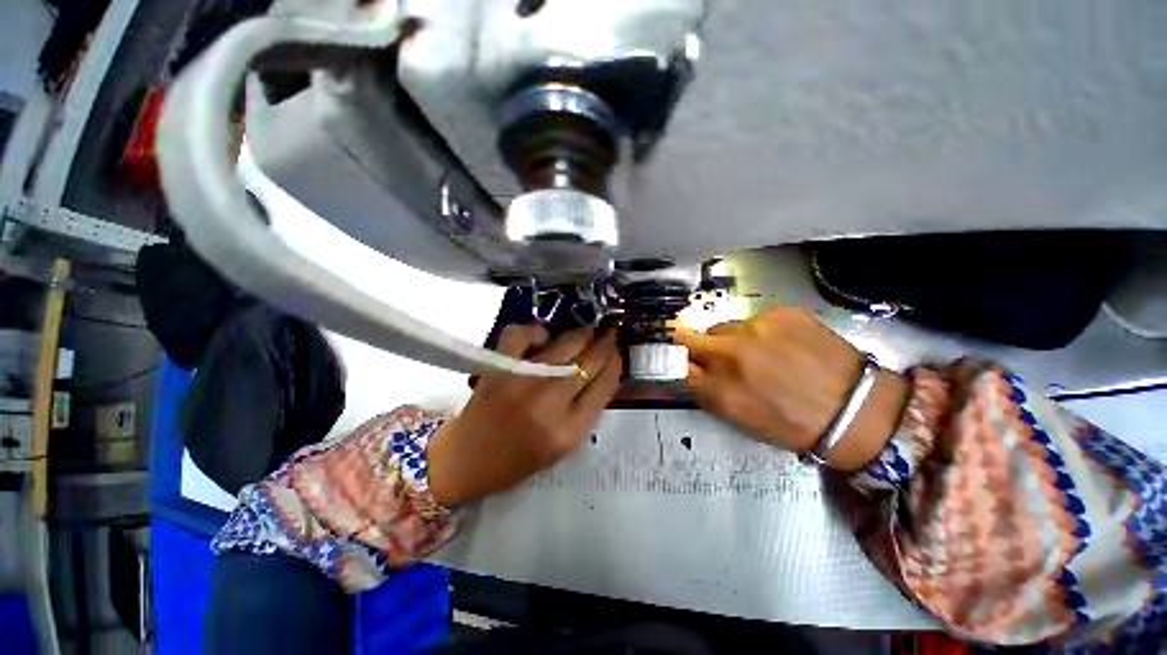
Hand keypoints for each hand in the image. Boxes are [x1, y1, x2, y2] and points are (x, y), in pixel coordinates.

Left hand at [427, 324, 621, 506]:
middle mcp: (549, 403)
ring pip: (565, 344)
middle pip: (588, 361)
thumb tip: (600, 374)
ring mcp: (522, 381)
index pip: (603, 387)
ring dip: (582, 333)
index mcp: (567, 431)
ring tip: (588, 330)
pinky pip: (523, 334)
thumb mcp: (561, 448)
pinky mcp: (498, 367)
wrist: (464, 461)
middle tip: (609, 332)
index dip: (615, 364)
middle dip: (605, 342)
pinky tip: (542, 337)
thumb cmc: (515, 461)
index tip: (618, 352)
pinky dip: (536, 330)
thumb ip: (584, 413)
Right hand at [674, 306, 907, 469]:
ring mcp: (756, 329)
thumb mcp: (738, 417)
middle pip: (685, 336)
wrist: (856, 410)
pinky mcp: (781, 313)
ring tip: (756, 352)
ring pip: (722, 327)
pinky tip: (781, 344)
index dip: (669, 359)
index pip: (674, 363)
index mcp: (718, 388)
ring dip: (729, 339)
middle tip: (700, 349)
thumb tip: (689, 372)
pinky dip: (760, 331)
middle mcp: (730, 354)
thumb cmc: (791, 424)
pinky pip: (754, 319)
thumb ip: (706, 391)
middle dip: (687, 343)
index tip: (670, 357)